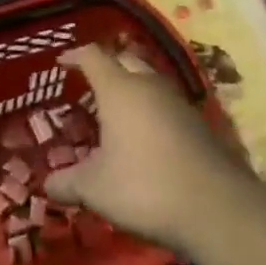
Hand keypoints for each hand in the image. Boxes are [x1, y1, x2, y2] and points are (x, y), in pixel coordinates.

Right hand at [44, 45, 258, 256]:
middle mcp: (151, 87)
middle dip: (106, 68)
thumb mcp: (94, 188)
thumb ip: (66, 183)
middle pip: (125, 61)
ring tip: (113, 112)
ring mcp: (180, 104)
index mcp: (120, 90)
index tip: (60, 63)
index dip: (74, 56)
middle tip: (88, 85)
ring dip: (131, 90)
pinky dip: (150, 112)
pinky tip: (143, 138)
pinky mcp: (200, 125)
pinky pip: (167, 107)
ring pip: (150, 83)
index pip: (93, 57)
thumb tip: (48, 185)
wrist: (217, 208)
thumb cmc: (144, 186)